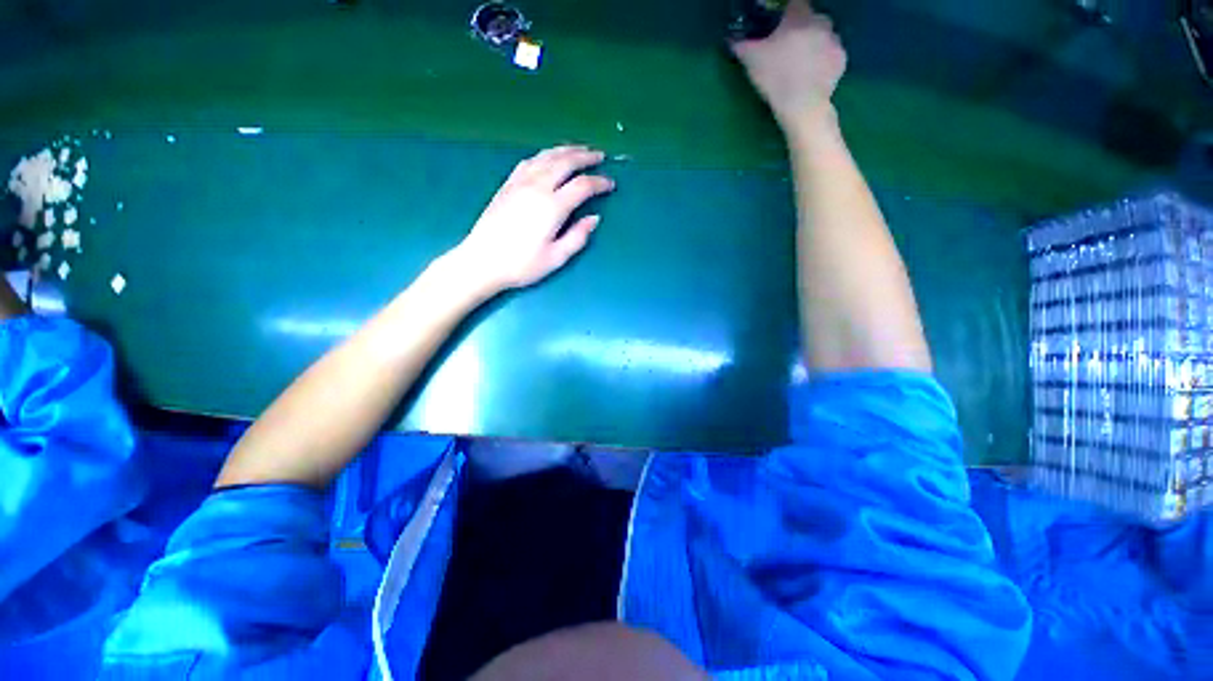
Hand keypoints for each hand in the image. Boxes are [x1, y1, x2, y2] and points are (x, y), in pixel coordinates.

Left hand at [455, 146, 613, 291]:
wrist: (482, 261)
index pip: (582, 186)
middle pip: (565, 162)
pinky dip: (544, 155)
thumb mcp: (556, 258)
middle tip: (599, 155)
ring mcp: (520, 183)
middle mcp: (537, 187)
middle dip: (585, 156)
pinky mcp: (507, 185)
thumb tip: (594, 218)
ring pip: (547, 156)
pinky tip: (549, 157)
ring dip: (566, 150)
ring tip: (579, 149)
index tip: (610, 184)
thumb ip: (578, 237)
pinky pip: (529, 161)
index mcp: (552, 207)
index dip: (599, 182)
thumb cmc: (522, 265)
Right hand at [731, 0, 846, 131]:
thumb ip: (741, 45)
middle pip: (812, 19)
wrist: (802, 105)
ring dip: (815, 43)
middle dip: (801, 29)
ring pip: (824, 36)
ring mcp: (835, 41)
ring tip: (801, 63)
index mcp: (799, 17)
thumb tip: (732, 39)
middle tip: (788, 47)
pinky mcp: (842, 60)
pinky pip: (832, 54)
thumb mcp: (752, 61)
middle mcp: (821, 22)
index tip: (779, 25)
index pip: (795, 3)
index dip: (786, 13)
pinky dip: (824, 61)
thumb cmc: (776, 78)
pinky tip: (812, 74)